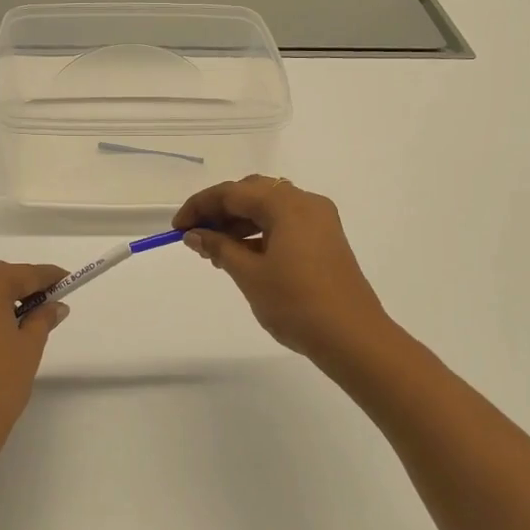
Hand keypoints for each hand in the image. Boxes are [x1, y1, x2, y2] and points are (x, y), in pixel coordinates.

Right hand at [174, 177, 390, 362]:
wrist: (353, 337)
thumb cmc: (296, 303)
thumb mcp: (250, 274)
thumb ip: (219, 248)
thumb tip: (195, 235)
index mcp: (287, 204)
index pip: (233, 192)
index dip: (200, 206)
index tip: (177, 228)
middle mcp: (306, 203)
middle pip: (253, 193)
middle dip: (220, 210)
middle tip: (195, 236)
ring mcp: (320, 221)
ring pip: (269, 208)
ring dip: (239, 222)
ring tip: (214, 250)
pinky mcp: (325, 240)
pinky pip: (285, 224)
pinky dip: (260, 232)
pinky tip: (242, 255)